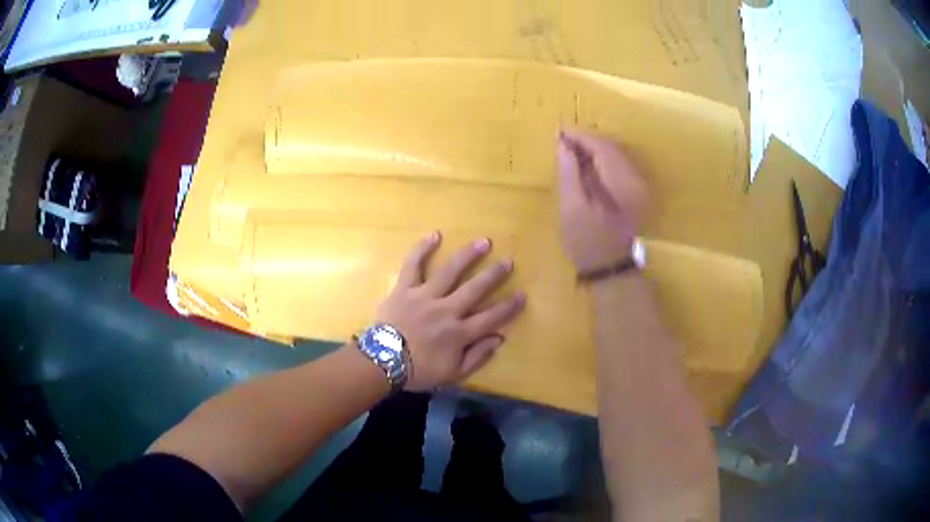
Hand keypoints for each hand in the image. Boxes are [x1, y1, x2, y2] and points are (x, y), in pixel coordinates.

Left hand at [376, 233, 525, 390]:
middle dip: (494, 275)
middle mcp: (446, 310)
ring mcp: (425, 296)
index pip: (490, 317)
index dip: (508, 307)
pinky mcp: (404, 288)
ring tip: (484, 242)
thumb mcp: (452, 374)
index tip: (522, 295)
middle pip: (475, 289)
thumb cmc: (418, 371)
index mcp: (459, 333)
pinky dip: (423, 249)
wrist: (381, 362)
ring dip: (468, 255)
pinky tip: (435, 235)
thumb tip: (498, 338)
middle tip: (508, 261)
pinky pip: (413, 265)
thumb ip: (477, 357)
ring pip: (450, 272)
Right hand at [556, 129, 647, 271]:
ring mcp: (638, 187)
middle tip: (561, 137)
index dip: (580, 136)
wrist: (611, 270)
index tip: (559, 130)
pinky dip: (600, 160)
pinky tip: (584, 163)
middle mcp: (635, 179)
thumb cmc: (587, 243)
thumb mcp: (572, 209)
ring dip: (592, 149)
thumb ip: (569, 174)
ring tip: (569, 148)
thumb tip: (563, 145)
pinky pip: (617, 166)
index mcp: (622, 182)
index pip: (601, 147)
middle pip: (610, 148)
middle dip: (586, 140)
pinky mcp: (635, 193)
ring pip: (615, 156)